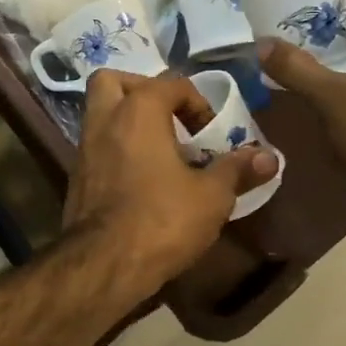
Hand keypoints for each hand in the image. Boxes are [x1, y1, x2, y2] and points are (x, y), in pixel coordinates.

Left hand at [63, 70, 278, 293]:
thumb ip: (237, 170)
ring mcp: (84, 148)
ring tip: (161, 148)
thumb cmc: (162, 219)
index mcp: (138, 111)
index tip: (213, 134)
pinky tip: (142, 176)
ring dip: (128, 121)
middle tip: (169, 117)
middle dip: (142, 90)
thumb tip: (269, 156)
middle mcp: (104, 119)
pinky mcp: (76, 176)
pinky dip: (117, 148)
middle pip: (114, 81)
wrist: (104, 263)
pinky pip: (97, 145)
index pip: (170, 84)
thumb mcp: (211, 196)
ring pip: (100, 113)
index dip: (198, 103)